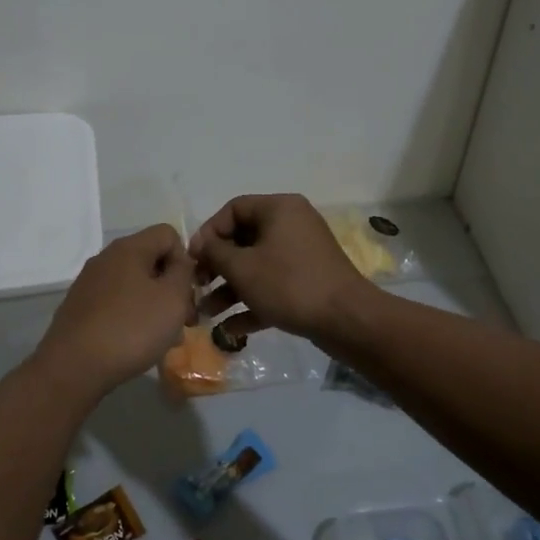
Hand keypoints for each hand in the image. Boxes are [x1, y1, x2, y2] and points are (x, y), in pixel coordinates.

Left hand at [31, 225, 197, 399]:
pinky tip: (137, 344)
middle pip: (151, 261)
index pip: (167, 234)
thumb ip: (184, 272)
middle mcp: (106, 258)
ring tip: (165, 338)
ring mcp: (89, 283)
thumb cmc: (131, 328)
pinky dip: (132, 317)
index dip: (185, 259)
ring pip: (135, 285)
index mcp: (129, 248)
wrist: (73, 367)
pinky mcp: (80, 308)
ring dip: (155, 306)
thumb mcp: (172, 298)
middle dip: (172, 288)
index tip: (188, 291)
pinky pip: (116, 304)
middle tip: (184, 320)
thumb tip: (180, 262)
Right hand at [189, 194, 378, 342]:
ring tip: (207, 315)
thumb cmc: (289, 284)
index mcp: (279, 209)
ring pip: (257, 267)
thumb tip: (202, 245)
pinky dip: (253, 303)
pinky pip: (273, 286)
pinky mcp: (309, 282)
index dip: (209, 232)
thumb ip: (215, 253)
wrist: (347, 319)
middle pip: (244, 239)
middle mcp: (292, 225)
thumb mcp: (243, 267)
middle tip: (198, 287)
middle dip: (217, 267)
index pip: (234, 209)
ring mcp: (302, 254)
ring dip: (230, 290)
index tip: (193, 259)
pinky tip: (230, 330)